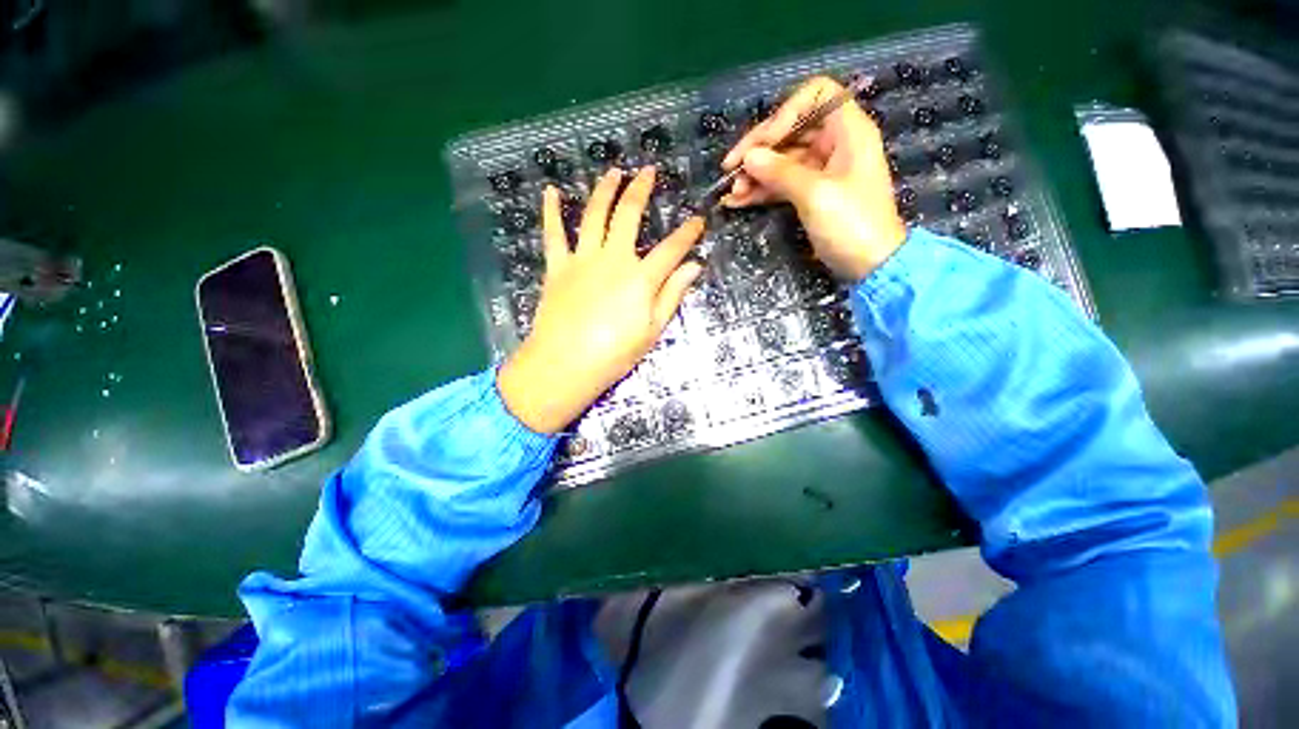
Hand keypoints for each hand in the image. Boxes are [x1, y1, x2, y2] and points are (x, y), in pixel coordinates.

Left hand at [498, 167, 705, 433]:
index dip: (688, 232)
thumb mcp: (652, 330)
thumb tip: (693, 267)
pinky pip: (553, 234)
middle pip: (629, 215)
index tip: (698, 220)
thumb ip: (672, 294)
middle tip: (648, 171)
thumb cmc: (614, 354)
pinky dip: (552, 212)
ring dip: (604, 189)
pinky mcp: (557, 267)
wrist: (565, 365)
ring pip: (594, 215)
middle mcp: (613, 259)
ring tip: (613, 171)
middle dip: (641, 189)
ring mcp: (582, 259)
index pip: (671, 248)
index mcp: (640, 278)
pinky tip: (551, 191)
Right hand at [721, 76, 905, 280]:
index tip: (764, 143)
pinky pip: (782, 184)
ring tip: (731, 194)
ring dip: (755, 175)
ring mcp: (822, 170)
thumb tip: (749, 158)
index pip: (816, 95)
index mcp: (848, 130)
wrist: (870, 265)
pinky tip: (737, 202)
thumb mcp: (815, 194)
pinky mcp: (811, 194)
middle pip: (791, 130)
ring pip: (782, 160)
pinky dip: (761, 191)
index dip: (786, 113)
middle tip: (731, 170)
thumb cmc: (851, 224)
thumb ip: (780, 172)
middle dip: (760, 150)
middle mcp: (835, 143)